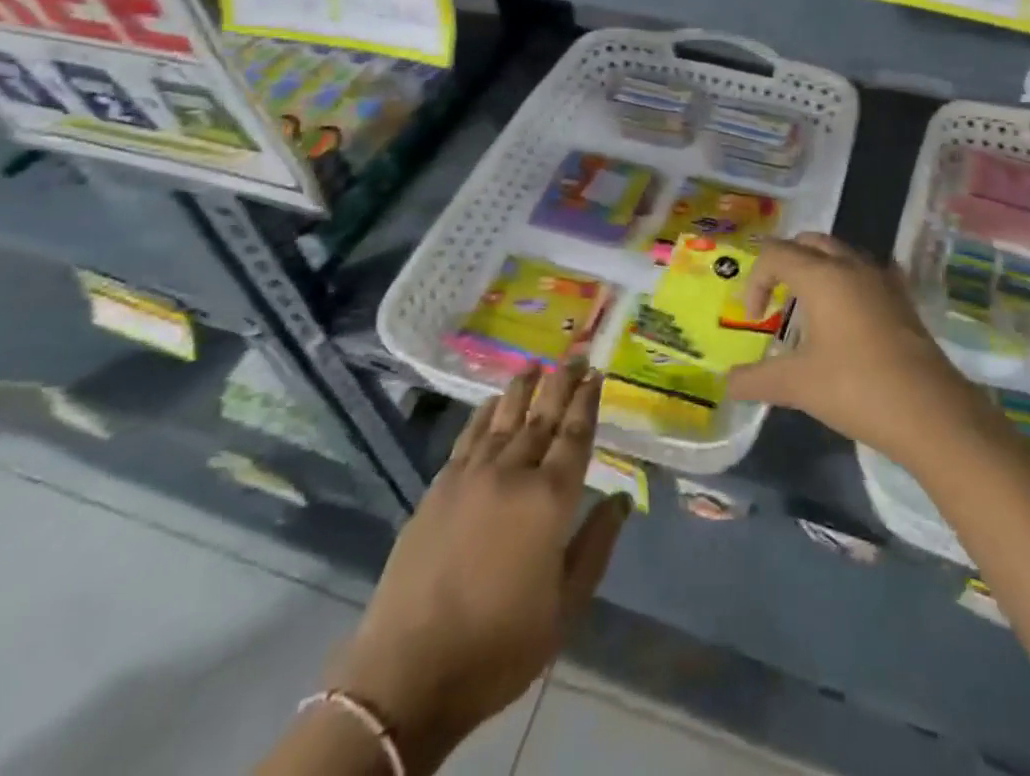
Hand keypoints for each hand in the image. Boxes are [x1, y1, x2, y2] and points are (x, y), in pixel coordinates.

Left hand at [328, 364, 629, 767]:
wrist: (407, 674)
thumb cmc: (499, 646)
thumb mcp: (566, 607)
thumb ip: (596, 546)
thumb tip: (622, 500)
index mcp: (550, 500)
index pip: (575, 436)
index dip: (587, 402)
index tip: (596, 374)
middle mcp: (513, 474)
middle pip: (542, 416)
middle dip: (561, 383)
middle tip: (576, 355)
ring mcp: (471, 477)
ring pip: (504, 418)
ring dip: (522, 389)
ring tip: (536, 364)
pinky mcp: (438, 489)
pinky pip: (468, 438)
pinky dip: (483, 415)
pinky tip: (490, 403)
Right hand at [726, 233, 980, 467]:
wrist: (929, 411)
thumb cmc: (856, 388)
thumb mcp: (798, 385)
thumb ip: (756, 380)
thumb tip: (728, 384)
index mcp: (821, 276)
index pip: (775, 254)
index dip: (755, 281)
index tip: (755, 319)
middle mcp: (851, 266)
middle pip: (809, 242)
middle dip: (785, 263)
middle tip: (776, 298)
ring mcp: (882, 279)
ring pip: (841, 253)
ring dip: (817, 269)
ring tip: (809, 307)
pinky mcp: (903, 298)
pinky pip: (868, 272)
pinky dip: (848, 281)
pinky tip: (849, 312)